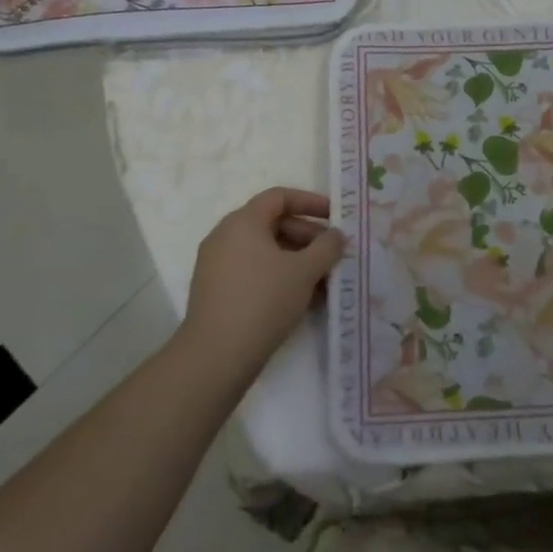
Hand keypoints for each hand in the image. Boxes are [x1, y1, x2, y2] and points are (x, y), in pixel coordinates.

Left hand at [180, 187, 344, 378]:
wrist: (217, 354)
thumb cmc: (264, 300)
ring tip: (324, 282)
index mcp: (243, 222)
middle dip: (307, 236)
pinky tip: (302, 299)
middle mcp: (225, 236)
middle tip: (333, 255)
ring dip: (297, 260)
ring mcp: (217, 264)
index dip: (310, 202)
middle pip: (273, 223)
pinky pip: (253, 271)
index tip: (335, 216)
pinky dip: (278, 276)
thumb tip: (336, 235)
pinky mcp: (216, 290)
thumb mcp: (305, 271)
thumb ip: (327, 247)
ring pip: (265, 251)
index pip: (279, 197)